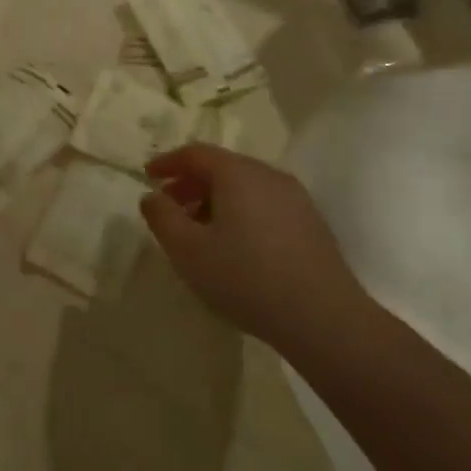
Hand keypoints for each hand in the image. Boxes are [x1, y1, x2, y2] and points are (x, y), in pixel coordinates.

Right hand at [139, 144, 368, 351]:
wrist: (323, 317)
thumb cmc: (245, 278)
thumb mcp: (188, 250)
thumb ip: (162, 217)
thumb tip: (151, 196)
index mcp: (237, 173)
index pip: (195, 153)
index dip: (168, 162)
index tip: (147, 176)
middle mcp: (268, 174)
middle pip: (222, 167)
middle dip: (190, 183)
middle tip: (169, 207)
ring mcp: (294, 197)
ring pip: (244, 186)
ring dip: (215, 199)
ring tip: (199, 231)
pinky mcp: (311, 222)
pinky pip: (264, 204)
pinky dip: (240, 212)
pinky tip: (235, 246)